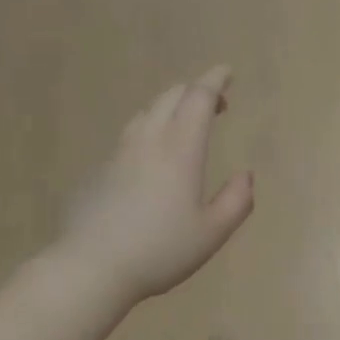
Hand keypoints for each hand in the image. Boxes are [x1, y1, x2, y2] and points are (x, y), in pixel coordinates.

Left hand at [58, 66, 254, 305]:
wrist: (92, 267)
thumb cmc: (160, 250)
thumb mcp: (212, 233)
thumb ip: (236, 201)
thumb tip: (246, 176)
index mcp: (181, 150)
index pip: (198, 99)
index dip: (215, 80)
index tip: (227, 72)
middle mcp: (149, 142)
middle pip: (170, 97)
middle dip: (194, 90)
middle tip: (214, 102)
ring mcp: (120, 154)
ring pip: (147, 112)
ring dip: (170, 107)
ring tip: (184, 124)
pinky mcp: (100, 170)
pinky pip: (130, 134)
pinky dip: (150, 129)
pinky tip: (151, 156)